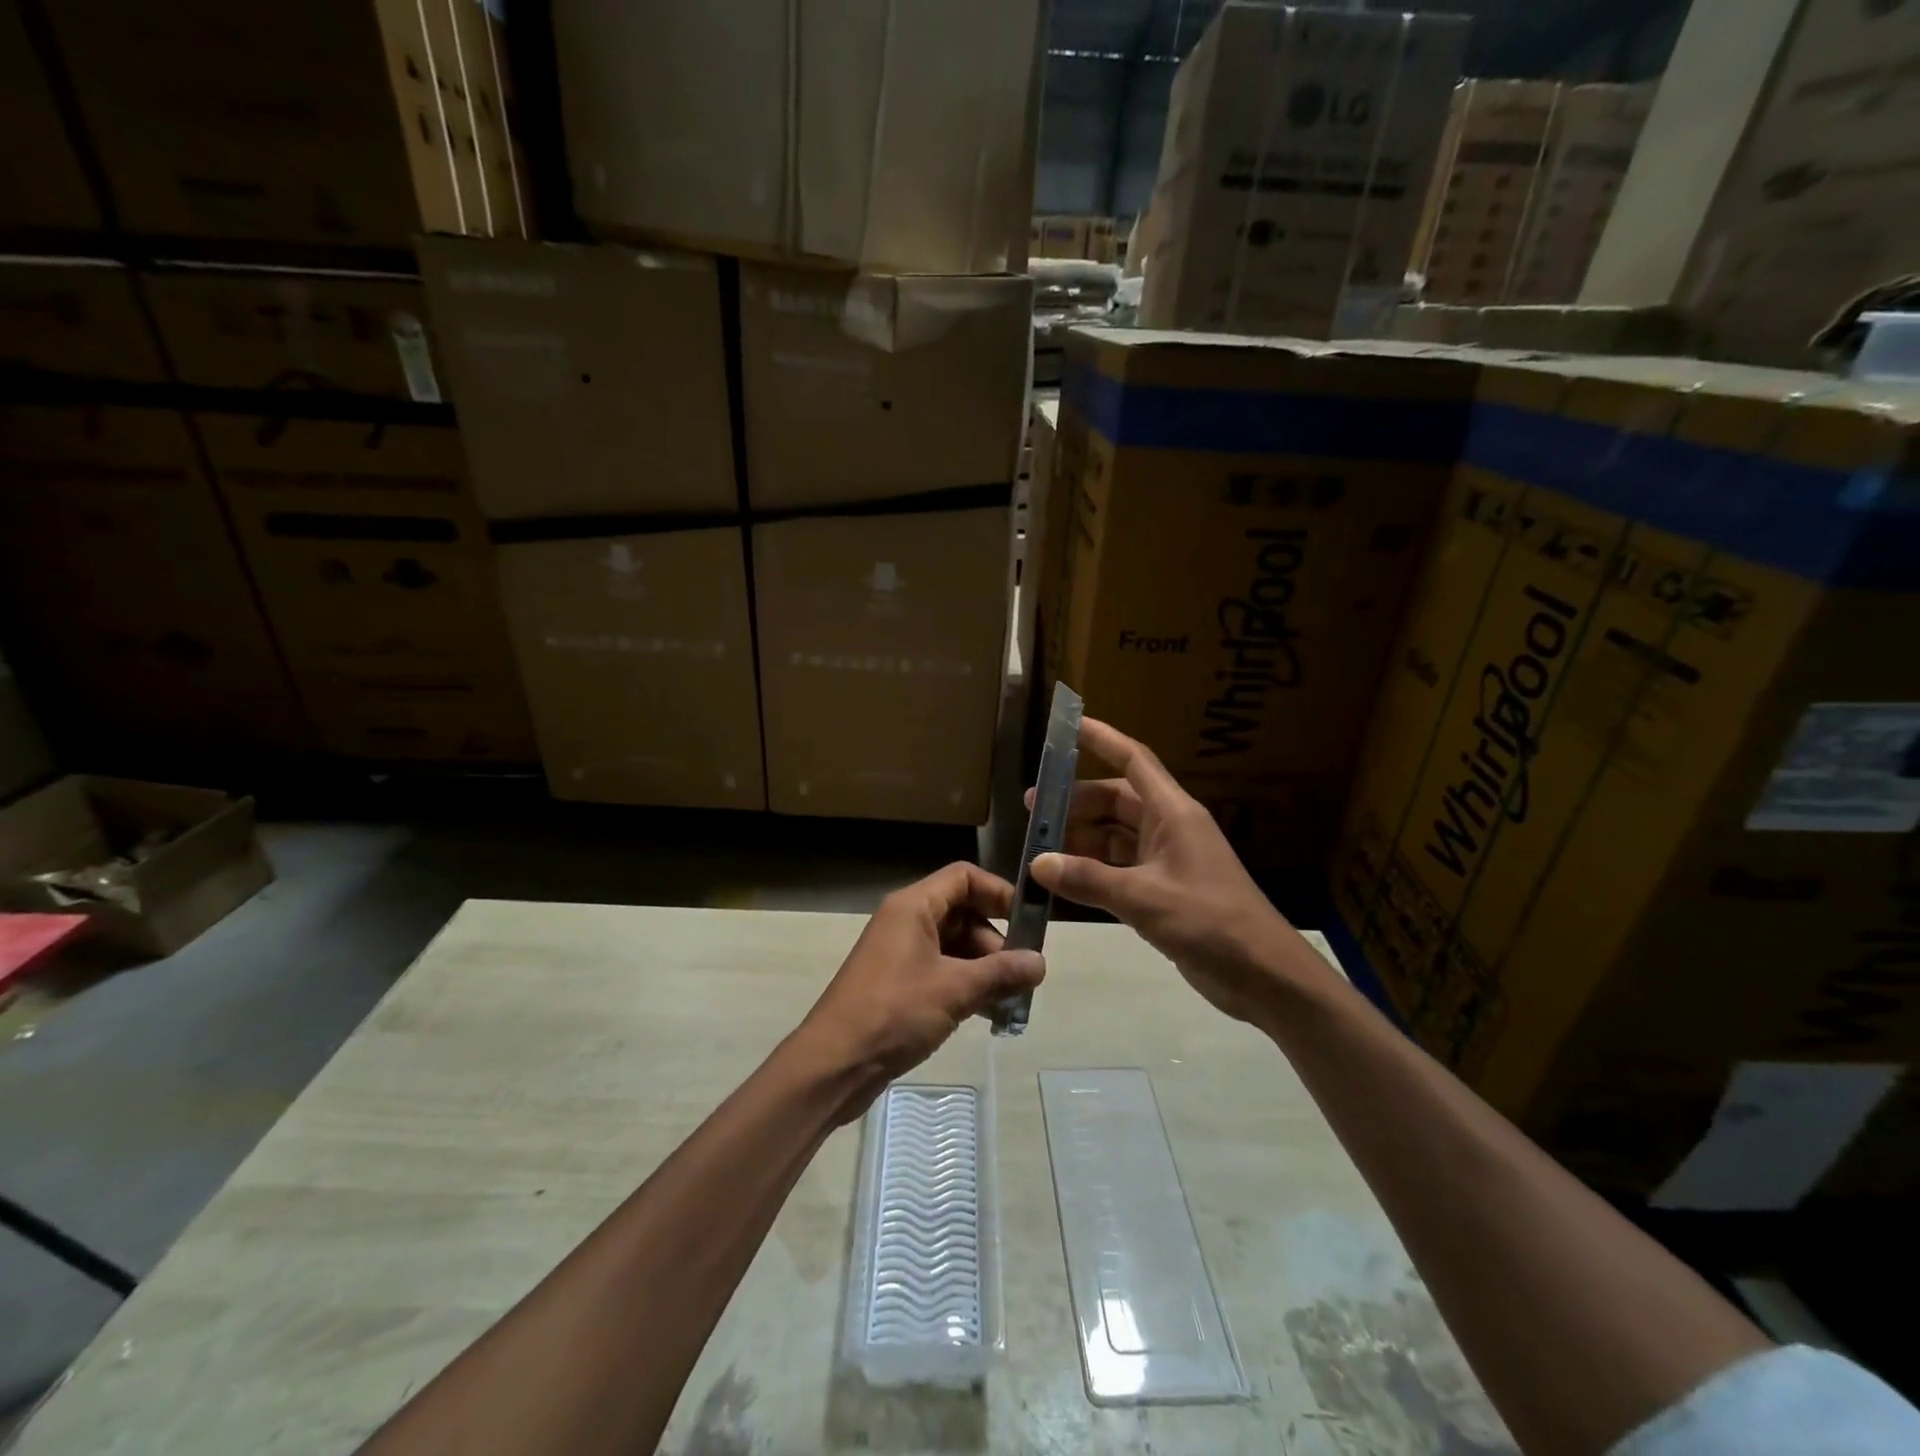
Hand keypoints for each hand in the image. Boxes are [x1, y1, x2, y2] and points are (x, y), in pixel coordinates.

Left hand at [794, 862, 1044, 1117]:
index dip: (998, 892)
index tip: (1029, 922)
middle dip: (996, 942)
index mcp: (913, 907)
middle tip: (1023, 975)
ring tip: (1013, 1002)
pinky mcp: (899, 985)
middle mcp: (906, 921)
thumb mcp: (955, 990)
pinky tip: (990, 1015)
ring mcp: (901, 954)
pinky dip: (967, 986)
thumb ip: (1001, 972)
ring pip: (955, 947)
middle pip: (963, 913)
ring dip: (985, 969)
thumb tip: (1041, 962)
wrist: (833, 1064)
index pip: (964, 877)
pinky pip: (942, 972)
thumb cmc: (894, 1012)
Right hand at [1027, 718, 1332, 1025]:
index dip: (1102, 739)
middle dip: (1075, 802)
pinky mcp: (1163, 890)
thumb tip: (1038, 863)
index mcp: (1173, 813)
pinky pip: (1119, 868)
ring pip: (1114, 836)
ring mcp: (1166, 860)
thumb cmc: (1211, 922)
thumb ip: (1090, 880)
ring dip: (1081, 839)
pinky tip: (1064, 880)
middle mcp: (1169, 828)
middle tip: (1033, 811)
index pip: (1134, 761)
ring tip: (1039, 847)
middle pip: (1116, 801)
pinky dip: (1093, 870)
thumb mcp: (1145, 899)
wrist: (1264, 976)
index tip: (1068, 724)